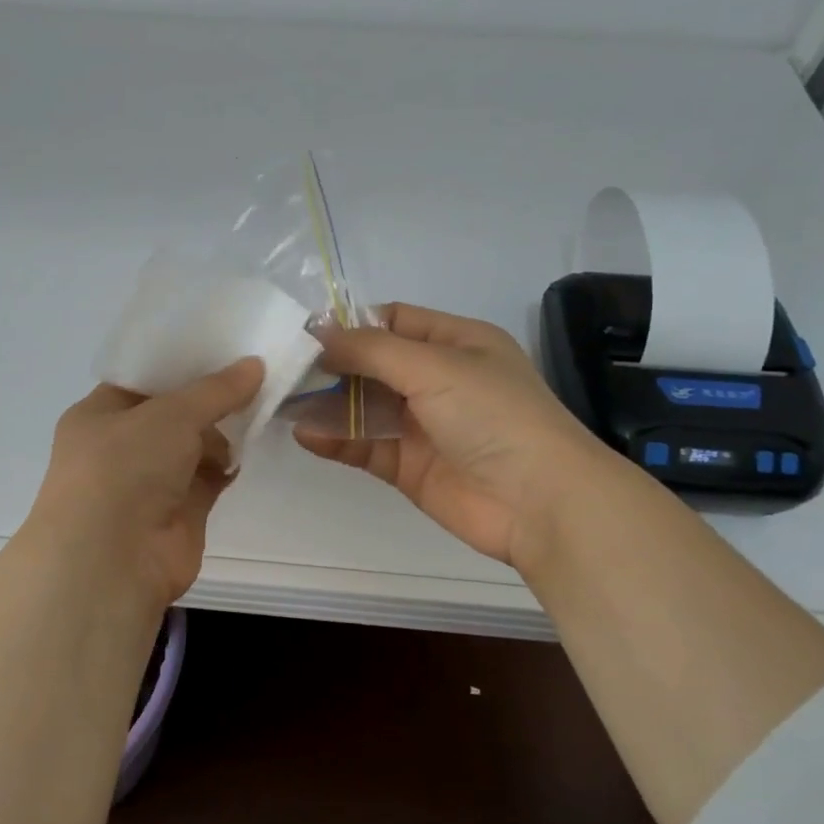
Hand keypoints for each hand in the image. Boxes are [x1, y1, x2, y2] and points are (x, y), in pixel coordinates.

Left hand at [19, 358, 265, 613]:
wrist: (112, 562)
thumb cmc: (125, 468)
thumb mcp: (171, 414)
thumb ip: (216, 390)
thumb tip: (255, 364)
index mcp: (100, 413)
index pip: (143, 379)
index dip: (181, 364)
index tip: (224, 347)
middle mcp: (120, 446)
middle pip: (172, 413)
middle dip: (208, 399)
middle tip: (252, 375)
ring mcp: (149, 482)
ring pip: (193, 446)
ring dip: (221, 433)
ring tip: (258, 409)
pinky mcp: (178, 512)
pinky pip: (208, 478)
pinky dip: (226, 466)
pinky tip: (248, 450)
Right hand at [296, 304, 608, 571]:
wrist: (540, 502)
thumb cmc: (492, 414)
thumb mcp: (433, 365)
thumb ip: (370, 349)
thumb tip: (317, 334)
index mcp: (456, 342)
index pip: (393, 321)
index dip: (351, 324)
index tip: (305, 333)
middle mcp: (438, 379)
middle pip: (372, 364)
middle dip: (331, 366)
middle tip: (283, 368)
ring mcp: (423, 425)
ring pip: (364, 406)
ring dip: (326, 404)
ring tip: (283, 400)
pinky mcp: (409, 466)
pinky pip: (365, 445)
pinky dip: (335, 439)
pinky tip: (304, 434)